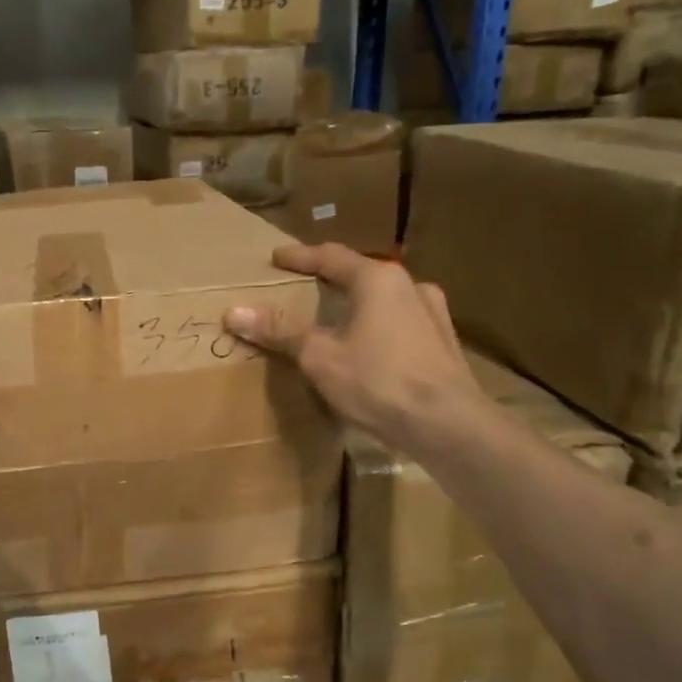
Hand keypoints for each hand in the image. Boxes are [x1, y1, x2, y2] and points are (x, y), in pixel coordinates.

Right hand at [224, 243, 484, 448]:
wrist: (448, 424)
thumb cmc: (378, 382)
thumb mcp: (320, 357)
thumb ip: (279, 331)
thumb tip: (233, 312)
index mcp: (378, 280)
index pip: (331, 256)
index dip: (300, 256)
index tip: (277, 257)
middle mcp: (410, 286)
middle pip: (361, 274)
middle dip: (331, 280)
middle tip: (304, 286)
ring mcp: (433, 314)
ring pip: (385, 300)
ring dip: (358, 304)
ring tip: (336, 318)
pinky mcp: (443, 344)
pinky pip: (400, 324)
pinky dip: (377, 327)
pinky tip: (369, 348)